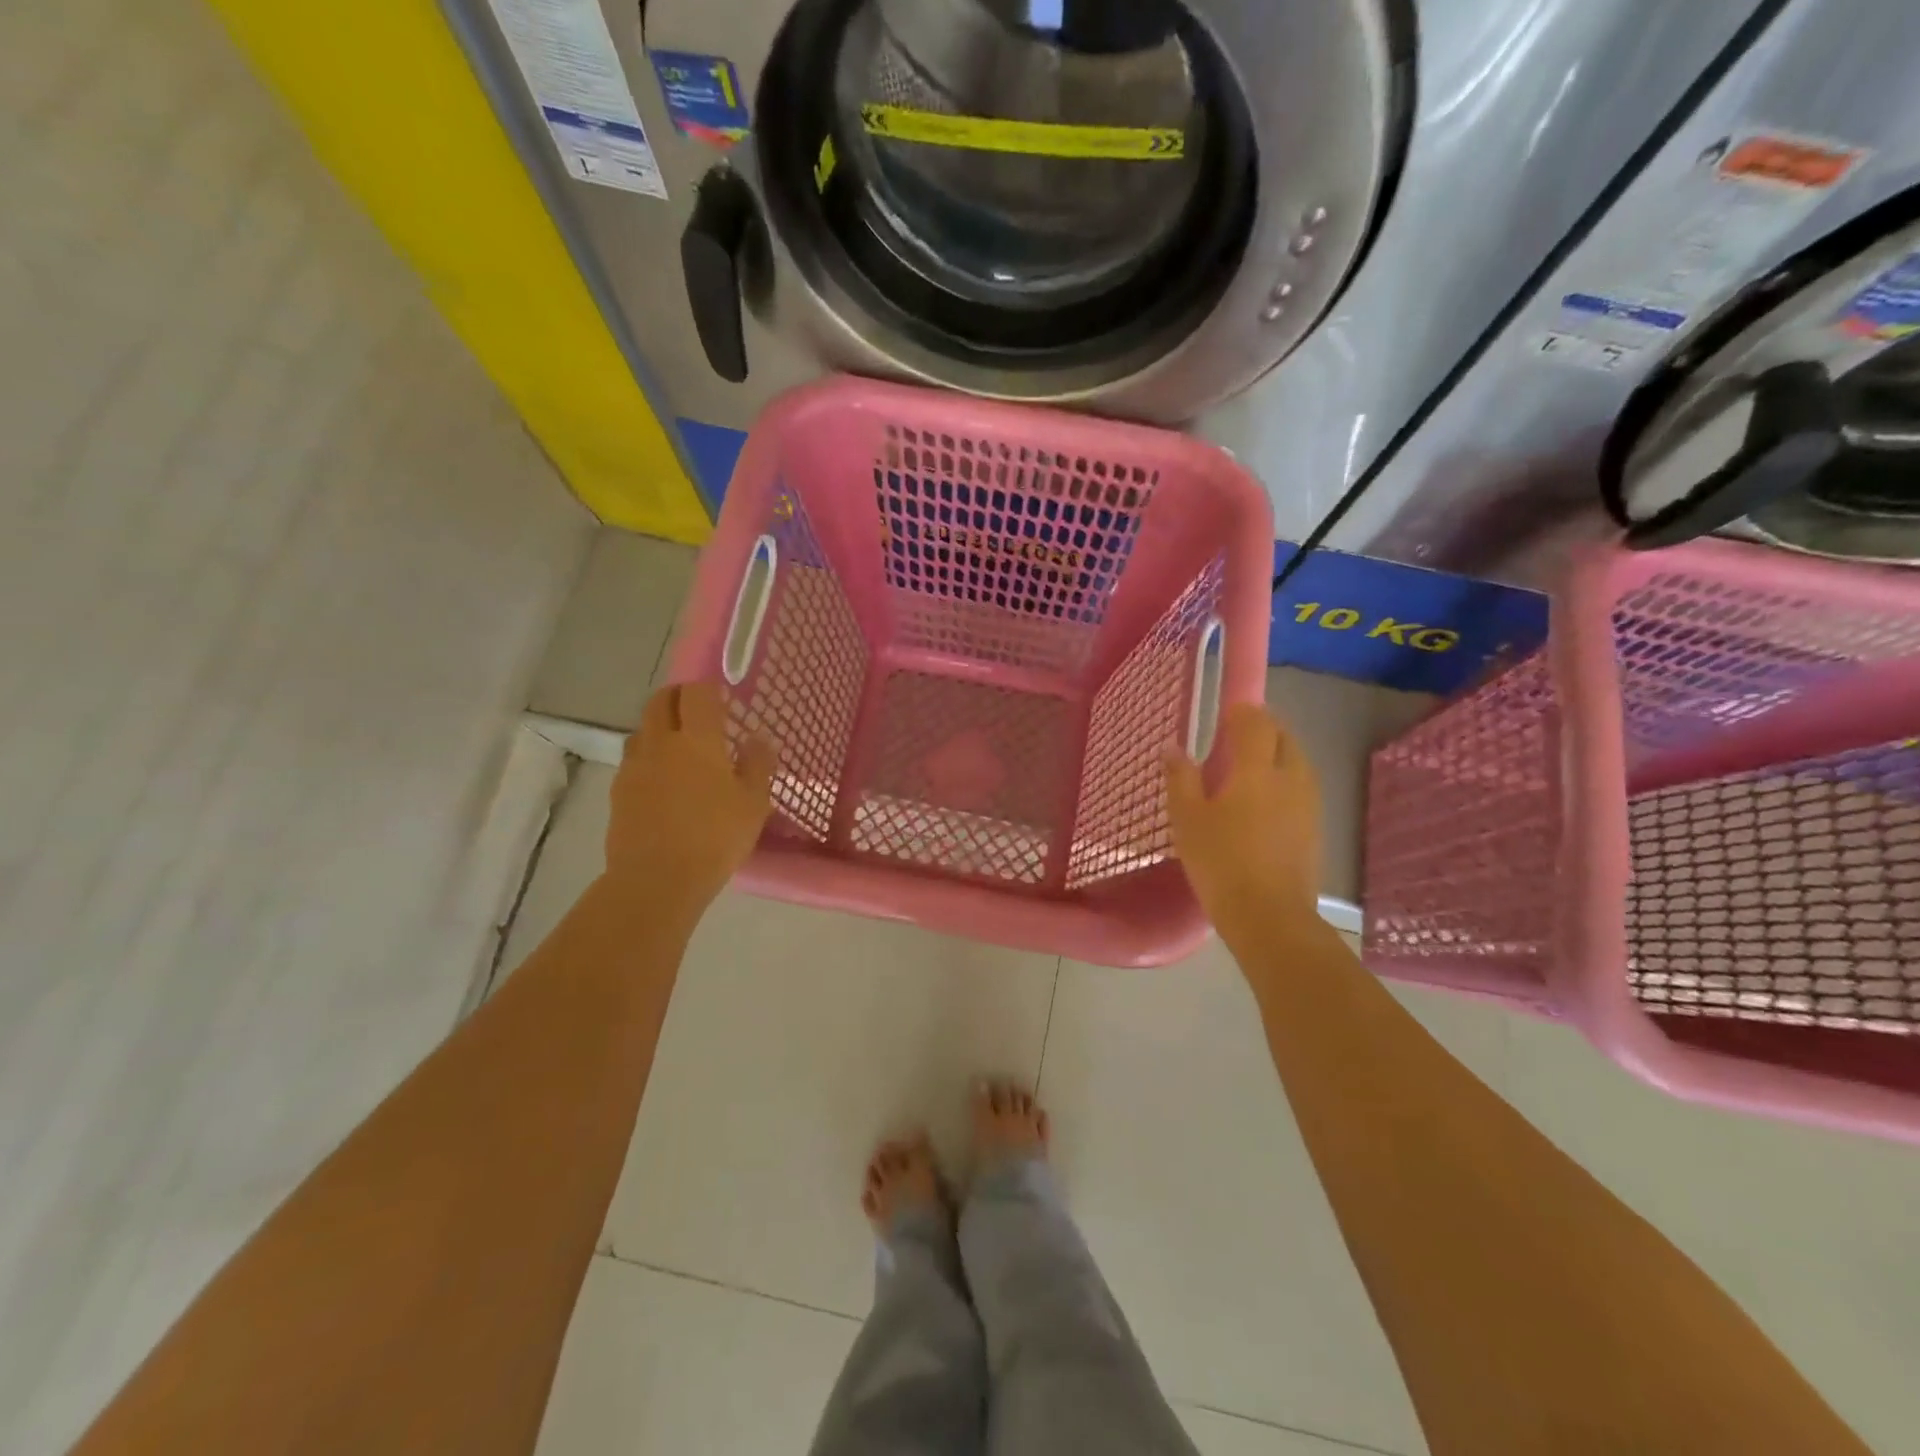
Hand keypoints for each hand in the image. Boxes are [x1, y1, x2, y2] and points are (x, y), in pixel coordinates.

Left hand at [605, 683, 774, 925]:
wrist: (656, 879)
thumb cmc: (715, 837)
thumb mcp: (754, 803)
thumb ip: (758, 765)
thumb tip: (758, 738)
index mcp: (698, 739)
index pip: (697, 693)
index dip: (709, 688)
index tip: (722, 697)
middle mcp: (661, 743)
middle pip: (661, 701)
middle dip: (678, 697)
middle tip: (698, 711)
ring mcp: (634, 766)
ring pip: (642, 729)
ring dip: (659, 726)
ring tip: (679, 746)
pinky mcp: (618, 791)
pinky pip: (633, 760)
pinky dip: (648, 758)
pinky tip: (663, 781)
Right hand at [1164, 703, 1322, 938]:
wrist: (1269, 916)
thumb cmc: (1221, 863)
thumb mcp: (1187, 820)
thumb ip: (1180, 778)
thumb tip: (1173, 746)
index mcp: (1256, 769)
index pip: (1256, 722)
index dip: (1243, 711)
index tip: (1226, 712)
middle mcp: (1290, 777)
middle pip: (1284, 736)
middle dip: (1263, 728)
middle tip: (1236, 737)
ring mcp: (1308, 803)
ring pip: (1297, 761)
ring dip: (1277, 753)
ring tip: (1250, 767)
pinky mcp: (1315, 827)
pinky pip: (1301, 786)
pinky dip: (1284, 780)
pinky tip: (1266, 801)